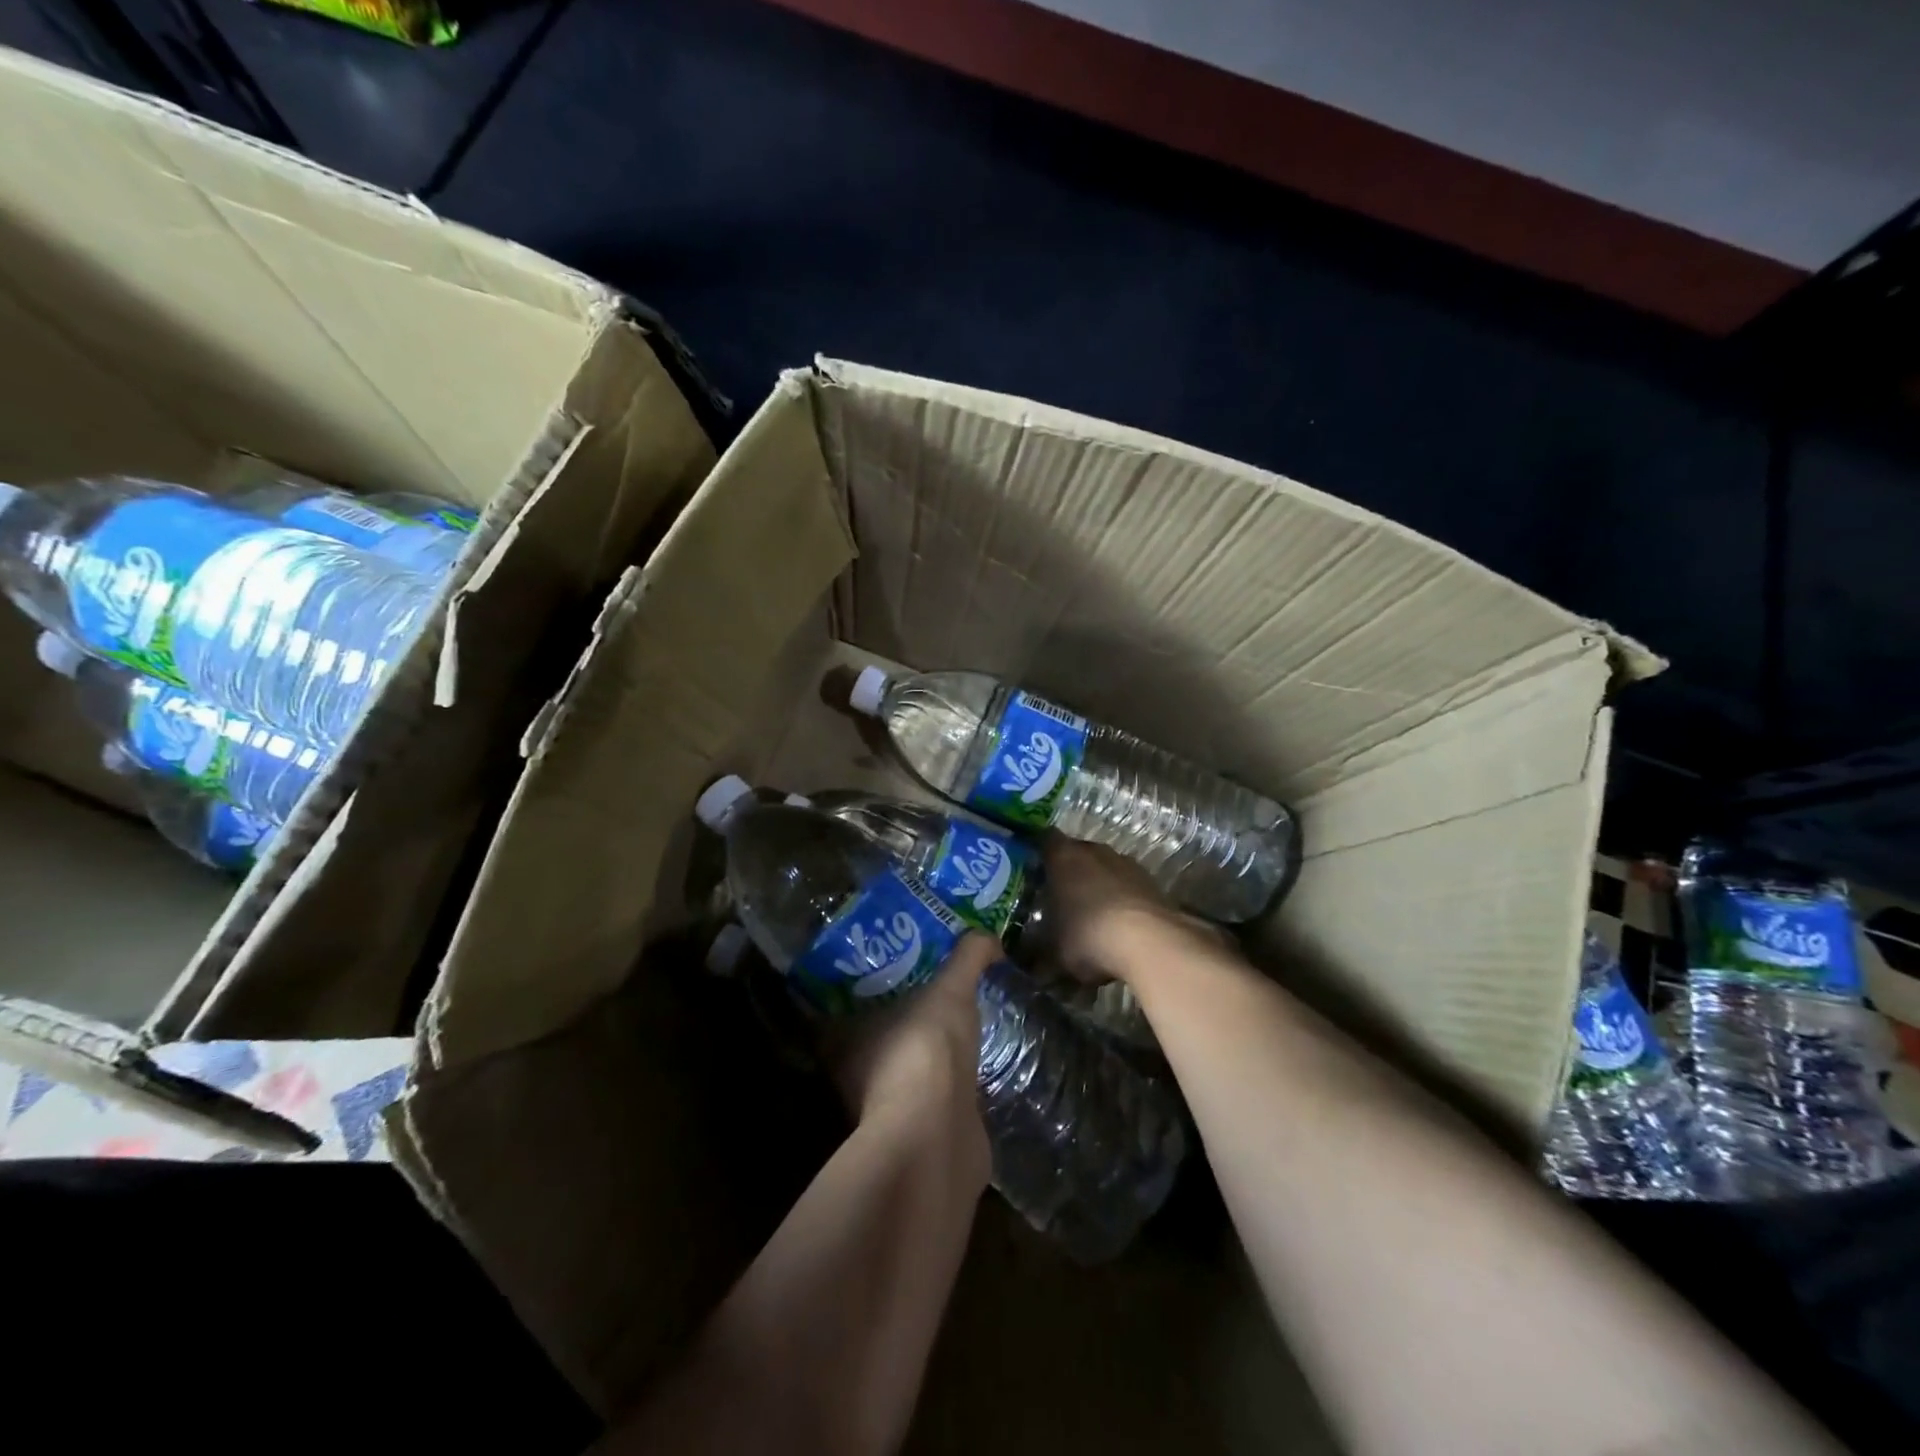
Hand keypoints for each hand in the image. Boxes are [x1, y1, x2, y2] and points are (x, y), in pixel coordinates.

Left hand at [822, 932, 996, 1175]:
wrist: (938, 1136)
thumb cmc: (926, 1050)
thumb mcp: (950, 989)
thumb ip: (968, 957)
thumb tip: (988, 937)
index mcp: (843, 1037)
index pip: (847, 1003)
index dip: (871, 982)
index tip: (901, 964)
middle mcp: (855, 1074)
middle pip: (876, 1035)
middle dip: (903, 1015)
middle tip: (936, 988)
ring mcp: (884, 1109)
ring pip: (903, 1068)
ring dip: (925, 1052)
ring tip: (958, 1023)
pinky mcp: (915, 1134)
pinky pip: (929, 1097)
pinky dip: (945, 1083)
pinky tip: (968, 1066)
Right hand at [1040, 835, 1207, 985]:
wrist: (1149, 942)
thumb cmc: (1088, 935)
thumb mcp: (1054, 952)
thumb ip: (1041, 952)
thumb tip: (1036, 966)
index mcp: (1063, 857)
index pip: (1044, 840)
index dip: (1038, 853)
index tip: (1032, 870)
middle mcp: (1094, 851)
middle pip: (1077, 853)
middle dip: (1069, 872)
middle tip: (1060, 897)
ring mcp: (1125, 863)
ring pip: (1104, 868)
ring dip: (1098, 885)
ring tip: (1091, 914)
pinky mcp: (1150, 881)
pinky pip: (1127, 885)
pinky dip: (1121, 898)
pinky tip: (1119, 924)